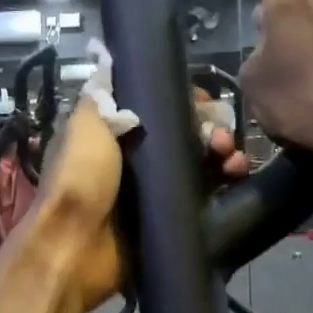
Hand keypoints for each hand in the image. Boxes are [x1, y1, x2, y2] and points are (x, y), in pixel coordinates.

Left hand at [33, 95, 247, 312]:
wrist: (76, 249)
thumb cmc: (78, 181)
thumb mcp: (84, 127)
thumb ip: (100, 98)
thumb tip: (110, 62)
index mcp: (112, 133)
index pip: (158, 108)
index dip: (184, 103)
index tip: (204, 102)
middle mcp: (134, 158)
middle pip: (184, 134)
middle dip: (210, 129)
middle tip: (222, 138)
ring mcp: (153, 190)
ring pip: (198, 163)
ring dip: (222, 154)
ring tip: (232, 159)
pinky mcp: (168, 218)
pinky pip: (203, 196)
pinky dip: (223, 184)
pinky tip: (236, 178)